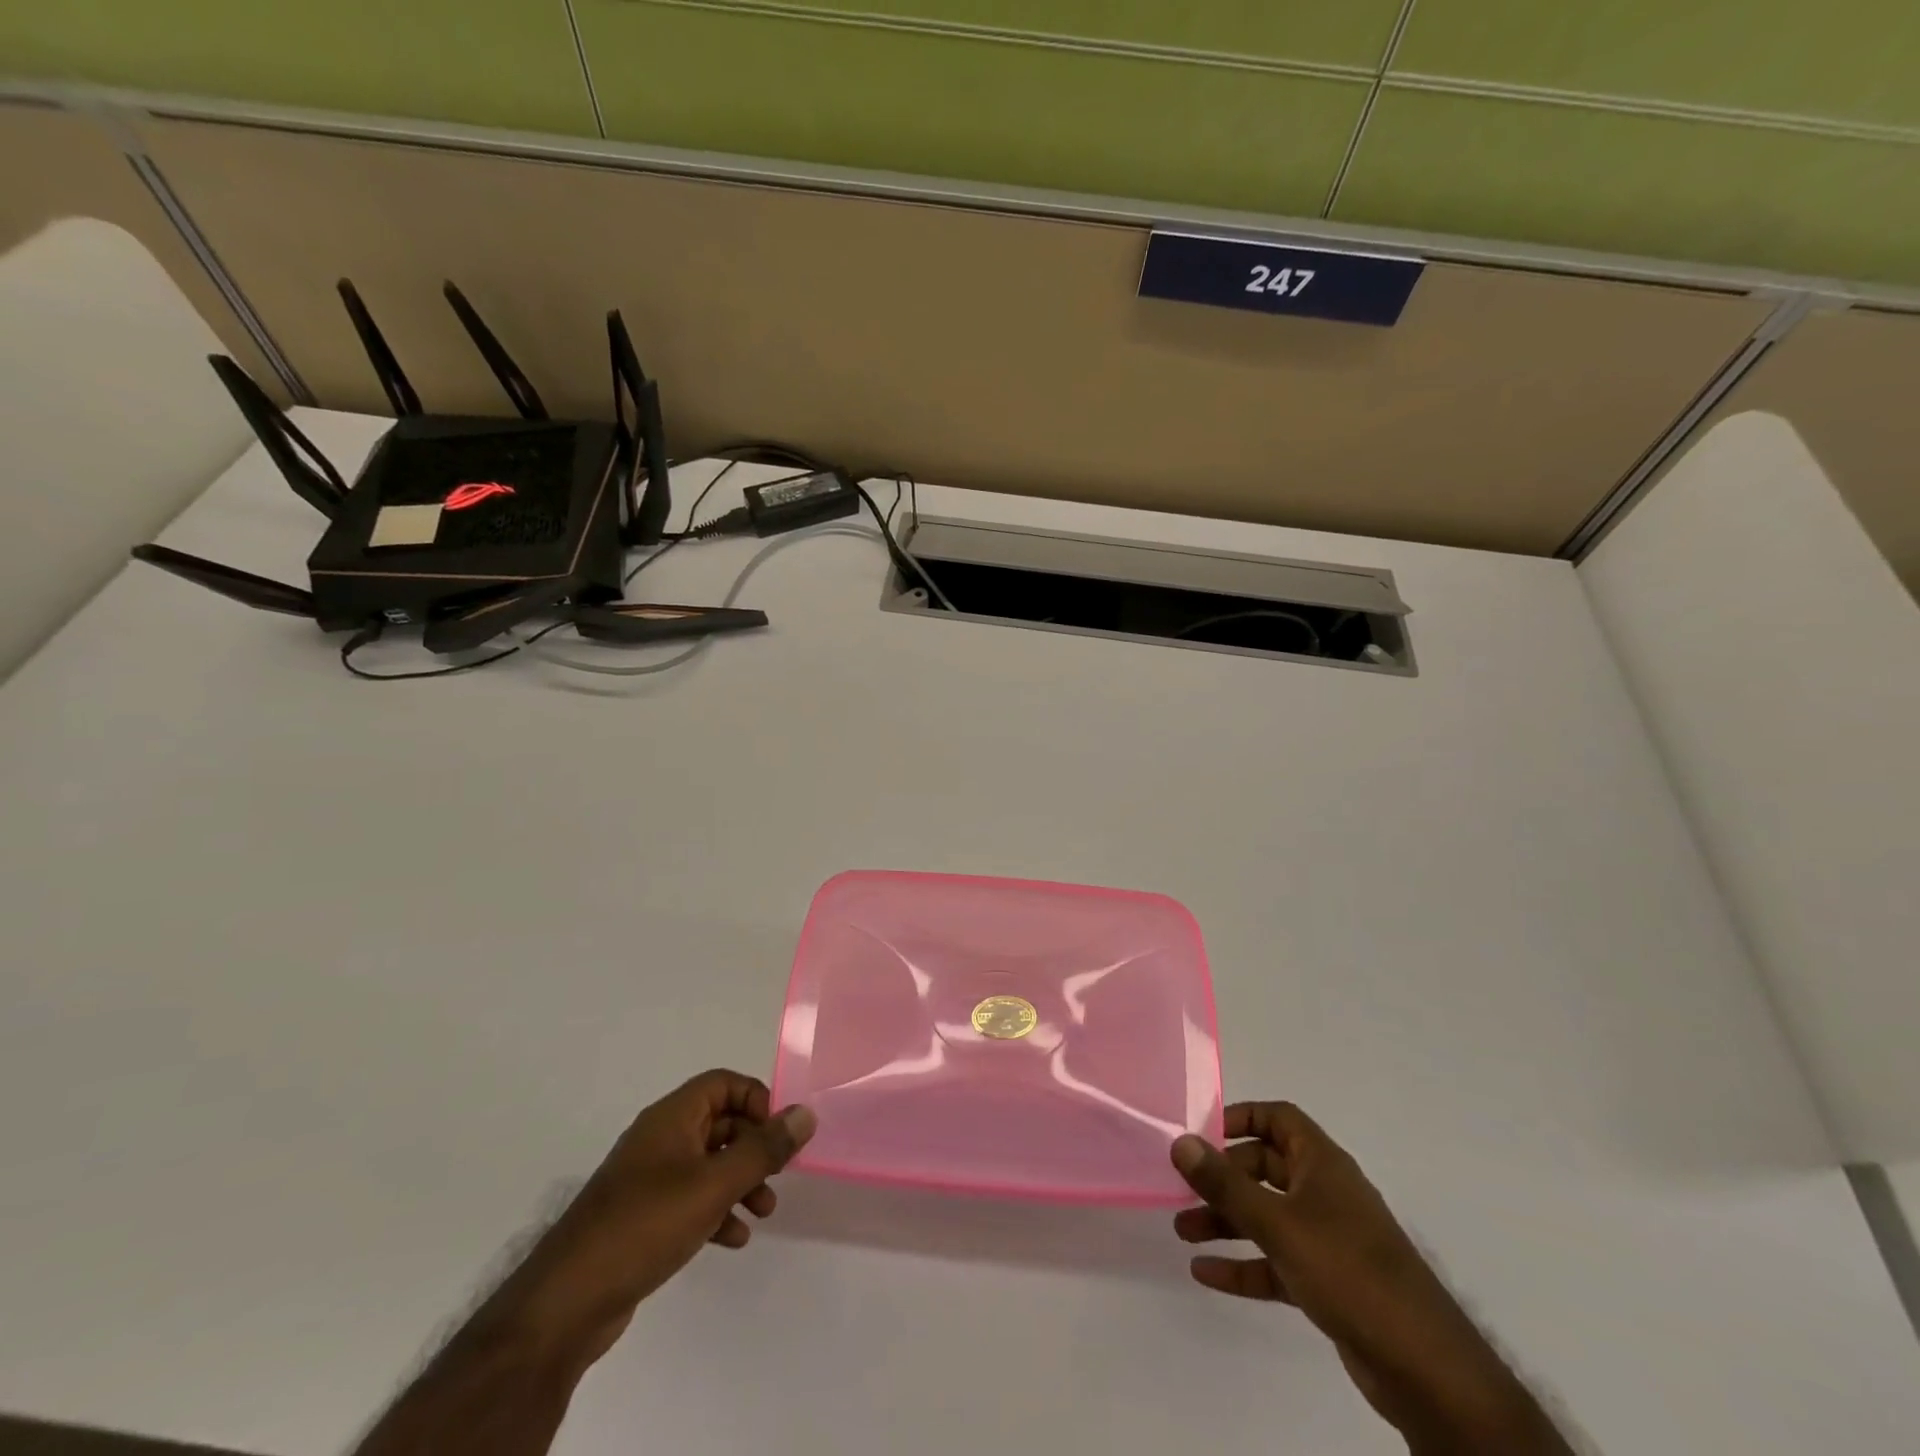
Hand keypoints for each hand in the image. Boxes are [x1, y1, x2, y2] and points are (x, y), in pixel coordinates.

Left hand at [501, 1070, 815, 1370]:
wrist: (567, 1303)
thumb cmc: (646, 1225)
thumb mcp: (714, 1184)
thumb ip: (764, 1148)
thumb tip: (806, 1113)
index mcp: (672, 1117)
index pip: (723, 1083)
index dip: (755, 1100)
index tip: (777, 1135)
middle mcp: (660, 1139)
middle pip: (720, 1123)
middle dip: (754, 1147)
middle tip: (778, 1176)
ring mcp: (649, 1179)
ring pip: (709, 1164)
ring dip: (740, 1181)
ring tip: (763, 1212)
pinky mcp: (643, 1217)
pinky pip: (691, 1199)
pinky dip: (717, 1210)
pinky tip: (733, 1239)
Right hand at [1172, 1103, 1568, 1454]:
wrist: (1426, 1370)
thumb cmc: (1349, 1272)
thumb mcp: (1279, 1223)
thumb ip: (1225, 1184)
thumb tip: (1179, 1142)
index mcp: (1322, 1163)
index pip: (1277, 1118)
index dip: (1239, 1117)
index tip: (1202, 1135)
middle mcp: (1325, 1192)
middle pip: (1264, 1167)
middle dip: (1222, 1178)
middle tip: (1182, 1190)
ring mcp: (1328, 1239)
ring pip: (1267, 1216)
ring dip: (1226, 1220)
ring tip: (1182, 1231)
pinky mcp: (1328, 1282)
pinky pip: (1276, 1262)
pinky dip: (1244, 1264)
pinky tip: (1205, 1274)